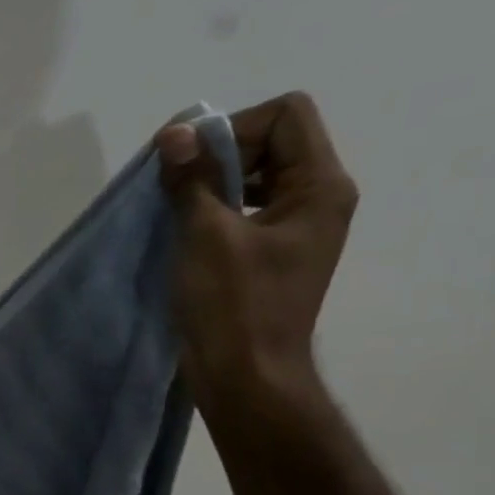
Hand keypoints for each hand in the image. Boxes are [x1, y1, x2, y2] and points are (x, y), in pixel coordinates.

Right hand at [155, 92, 357, 416]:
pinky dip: (214, 211)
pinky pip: (245, 211)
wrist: (247, 379)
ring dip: (212, 184)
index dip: (234, 127)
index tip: (190, 161)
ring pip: (256, 177)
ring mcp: (295, 230)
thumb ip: (192, 180)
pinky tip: (184, 232)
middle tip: (175, 183)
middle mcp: (317, 200)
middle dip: (218, 153)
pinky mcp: (271, 256)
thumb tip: (175, 135)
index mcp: (320, 187)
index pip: (286, 115)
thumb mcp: (207, 235)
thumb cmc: (233, 306)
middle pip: (272, 142)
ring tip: (174, 207)